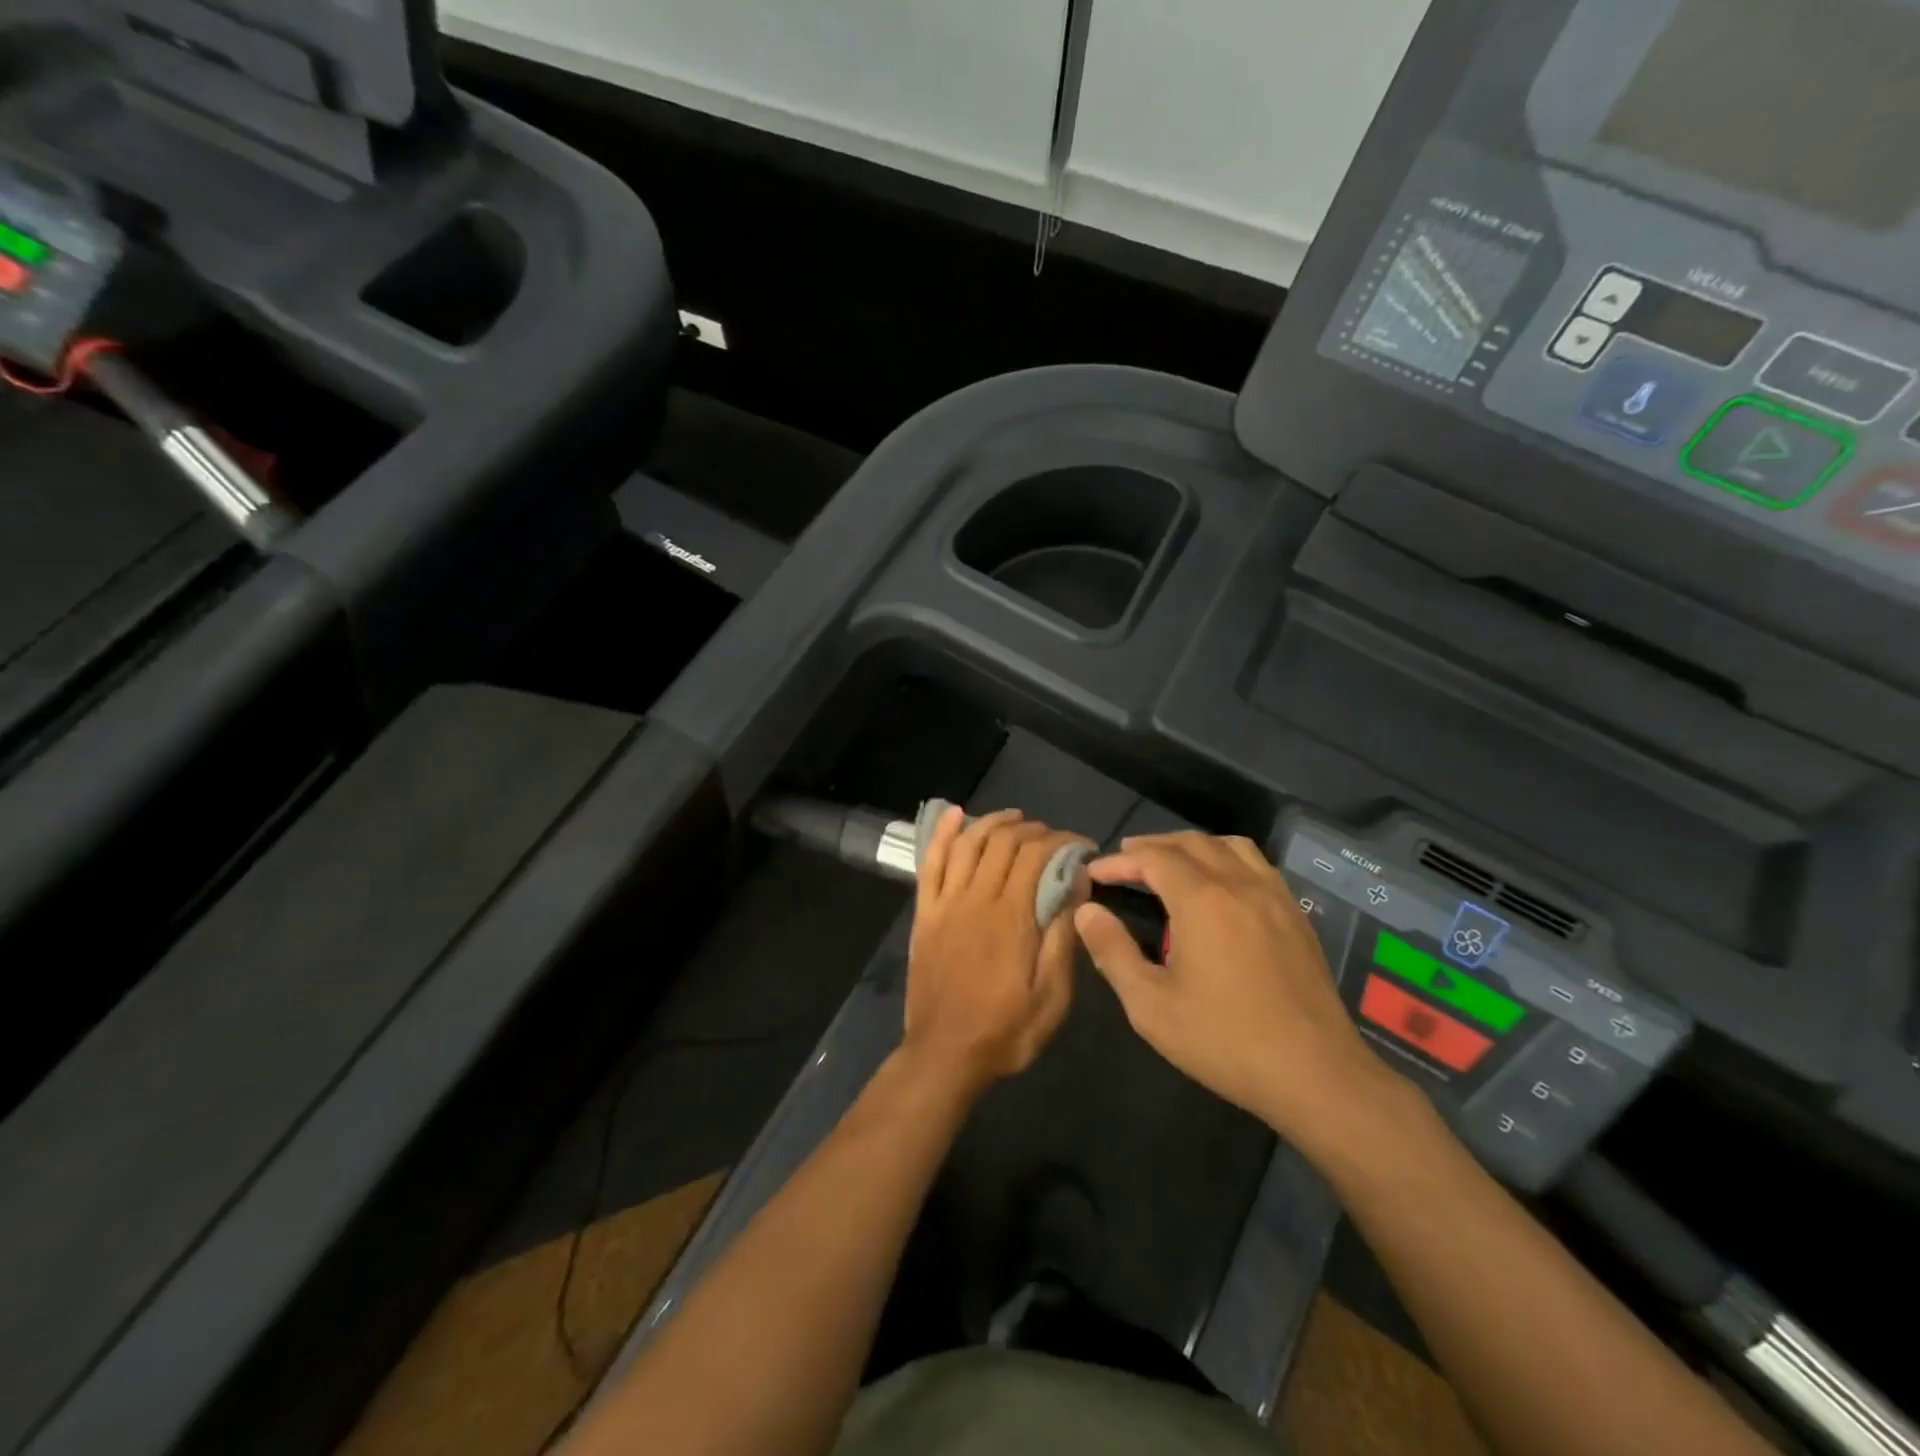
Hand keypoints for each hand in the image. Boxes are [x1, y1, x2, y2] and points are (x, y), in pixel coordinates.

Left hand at [904, 808, 1089, 1098]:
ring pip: (968, 844)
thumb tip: (1077, 886)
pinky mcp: (925, 913)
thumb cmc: (1006, 1030)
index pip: (1036, 856)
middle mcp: (977, 899)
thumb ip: (1064, 938)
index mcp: (1011, 917)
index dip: (1061, 841)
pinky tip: (954, 814)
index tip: (1081, 845)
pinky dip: (943, 835)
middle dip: (1032, 829)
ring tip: (1015, 817)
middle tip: (1052, 836)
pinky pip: (931, 864)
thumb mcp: (1052, 997)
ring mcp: (946, 904)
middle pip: (1003, 843)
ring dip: (993, 822)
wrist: (944, 1054)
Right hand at [1074, 832, 1393, 1148]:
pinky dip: (1228, 859)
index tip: (1093, 874)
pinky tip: (1221, 888)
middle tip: (1125, 862)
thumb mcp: (1150, 1005)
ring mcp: (1275, 897)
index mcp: (1202, 900)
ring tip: (1170, 864)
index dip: (1118, 861)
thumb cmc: (1224, 1040)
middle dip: (1152, 846)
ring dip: (1193, 846)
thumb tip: (1087, 912)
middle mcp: (1239, 884)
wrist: (1316, 1074)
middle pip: (1190, 842)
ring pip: (1229, 846)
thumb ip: (1112, 952)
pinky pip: (1257, 865)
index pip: (1152, 858)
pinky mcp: (1297, 916)